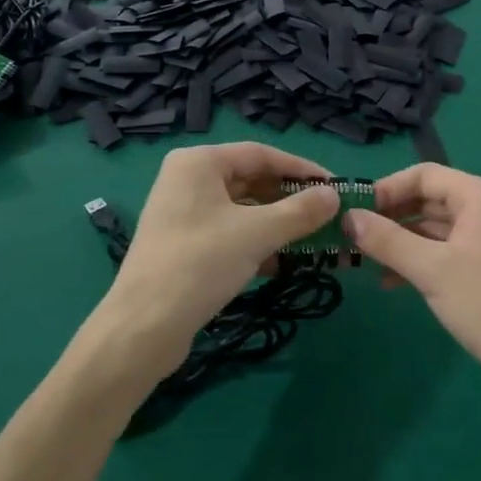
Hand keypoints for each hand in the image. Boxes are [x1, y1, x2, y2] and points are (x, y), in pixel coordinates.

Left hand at [104, 143, 340, 356]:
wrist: (144, 326)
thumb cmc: (201, 264)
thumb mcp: (258, 233)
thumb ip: (300, 211)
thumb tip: (335, 195)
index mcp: (199, 162)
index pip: (261, 154)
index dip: (301, 168)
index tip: (335, 186)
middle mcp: (188, 180)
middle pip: (251, 180)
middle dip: (290, 200)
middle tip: (328, 216)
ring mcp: (183, 213)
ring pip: (242, 210)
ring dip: (277, 224)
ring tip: (312, 240)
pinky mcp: (184, 244)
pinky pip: (229, 232)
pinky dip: (256, 243)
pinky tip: (281, 264)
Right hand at [346, 164, 480, 410]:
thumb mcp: (431, 269)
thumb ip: (387, 240)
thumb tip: (348, 217)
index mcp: (479, 196)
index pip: (423, 175)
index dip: (386, 189)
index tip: (353, 212)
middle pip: (426, 198)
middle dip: (389, 217)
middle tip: (351, 236)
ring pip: (431, 227)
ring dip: (398, 241)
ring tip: (362, 261)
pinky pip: (442, 250)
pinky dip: (416, 259)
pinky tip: (389, 281)